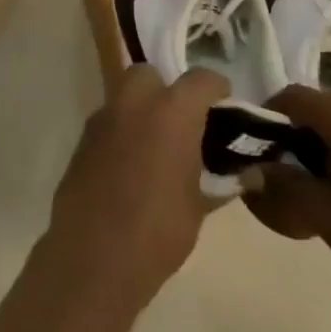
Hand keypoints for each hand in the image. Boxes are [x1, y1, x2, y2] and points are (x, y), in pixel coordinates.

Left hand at [47, 65, 229, 306]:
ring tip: (158, 146)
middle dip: (166, 90)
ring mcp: (101, 120)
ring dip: (141, 110)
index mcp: (171, 112)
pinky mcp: (81, 141)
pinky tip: (132, 164)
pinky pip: (107, 123)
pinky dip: (122, 132)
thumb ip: (223, 181)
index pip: (201, 79)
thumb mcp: (200, 206)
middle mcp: (132, 105)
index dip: (216, 89)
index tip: (224, 107)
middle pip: (149, 75)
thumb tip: (249, 173)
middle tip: (183, 123)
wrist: (94, 257)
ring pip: (123, 96)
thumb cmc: (159, 230)